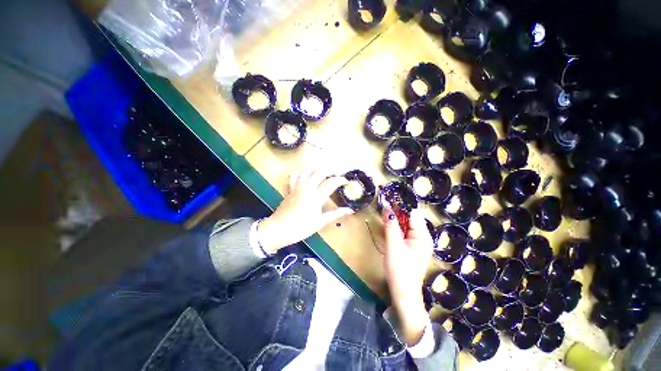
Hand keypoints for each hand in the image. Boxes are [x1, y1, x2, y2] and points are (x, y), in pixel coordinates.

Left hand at [257, 165, 353, 253]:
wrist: (278, 230)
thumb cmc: (300, 228)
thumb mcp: (319, 223)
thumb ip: (335, 214)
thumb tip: (350, 210)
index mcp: (315, 198)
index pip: (331, 183)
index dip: (340, 180)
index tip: (346, 181)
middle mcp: (307, 188)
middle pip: (320, 172)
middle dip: (331, 170)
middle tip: (337, 174)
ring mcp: (297, 187)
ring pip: (307, 170)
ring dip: (317, 167)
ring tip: (324, 170)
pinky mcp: (290, 188)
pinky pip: (295, 175)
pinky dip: (301, 170)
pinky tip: (306, 172)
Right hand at [382, 204, 433, 345]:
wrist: (403, 293)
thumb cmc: (399, 269)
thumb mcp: (393, 245)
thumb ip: (390, 225)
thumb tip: (387, 206)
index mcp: (422, 236)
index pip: (412, 214)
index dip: (399, 208)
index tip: (386, 203)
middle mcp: (423, 237)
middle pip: (409, 219)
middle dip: (396, 215)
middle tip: (382, 213)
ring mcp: (418, 243)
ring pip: (405, 226)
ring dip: (395, 223)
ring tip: (383, 221)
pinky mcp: (412, 248)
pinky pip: (404, 233)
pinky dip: (396, 230)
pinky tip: (388, 233)